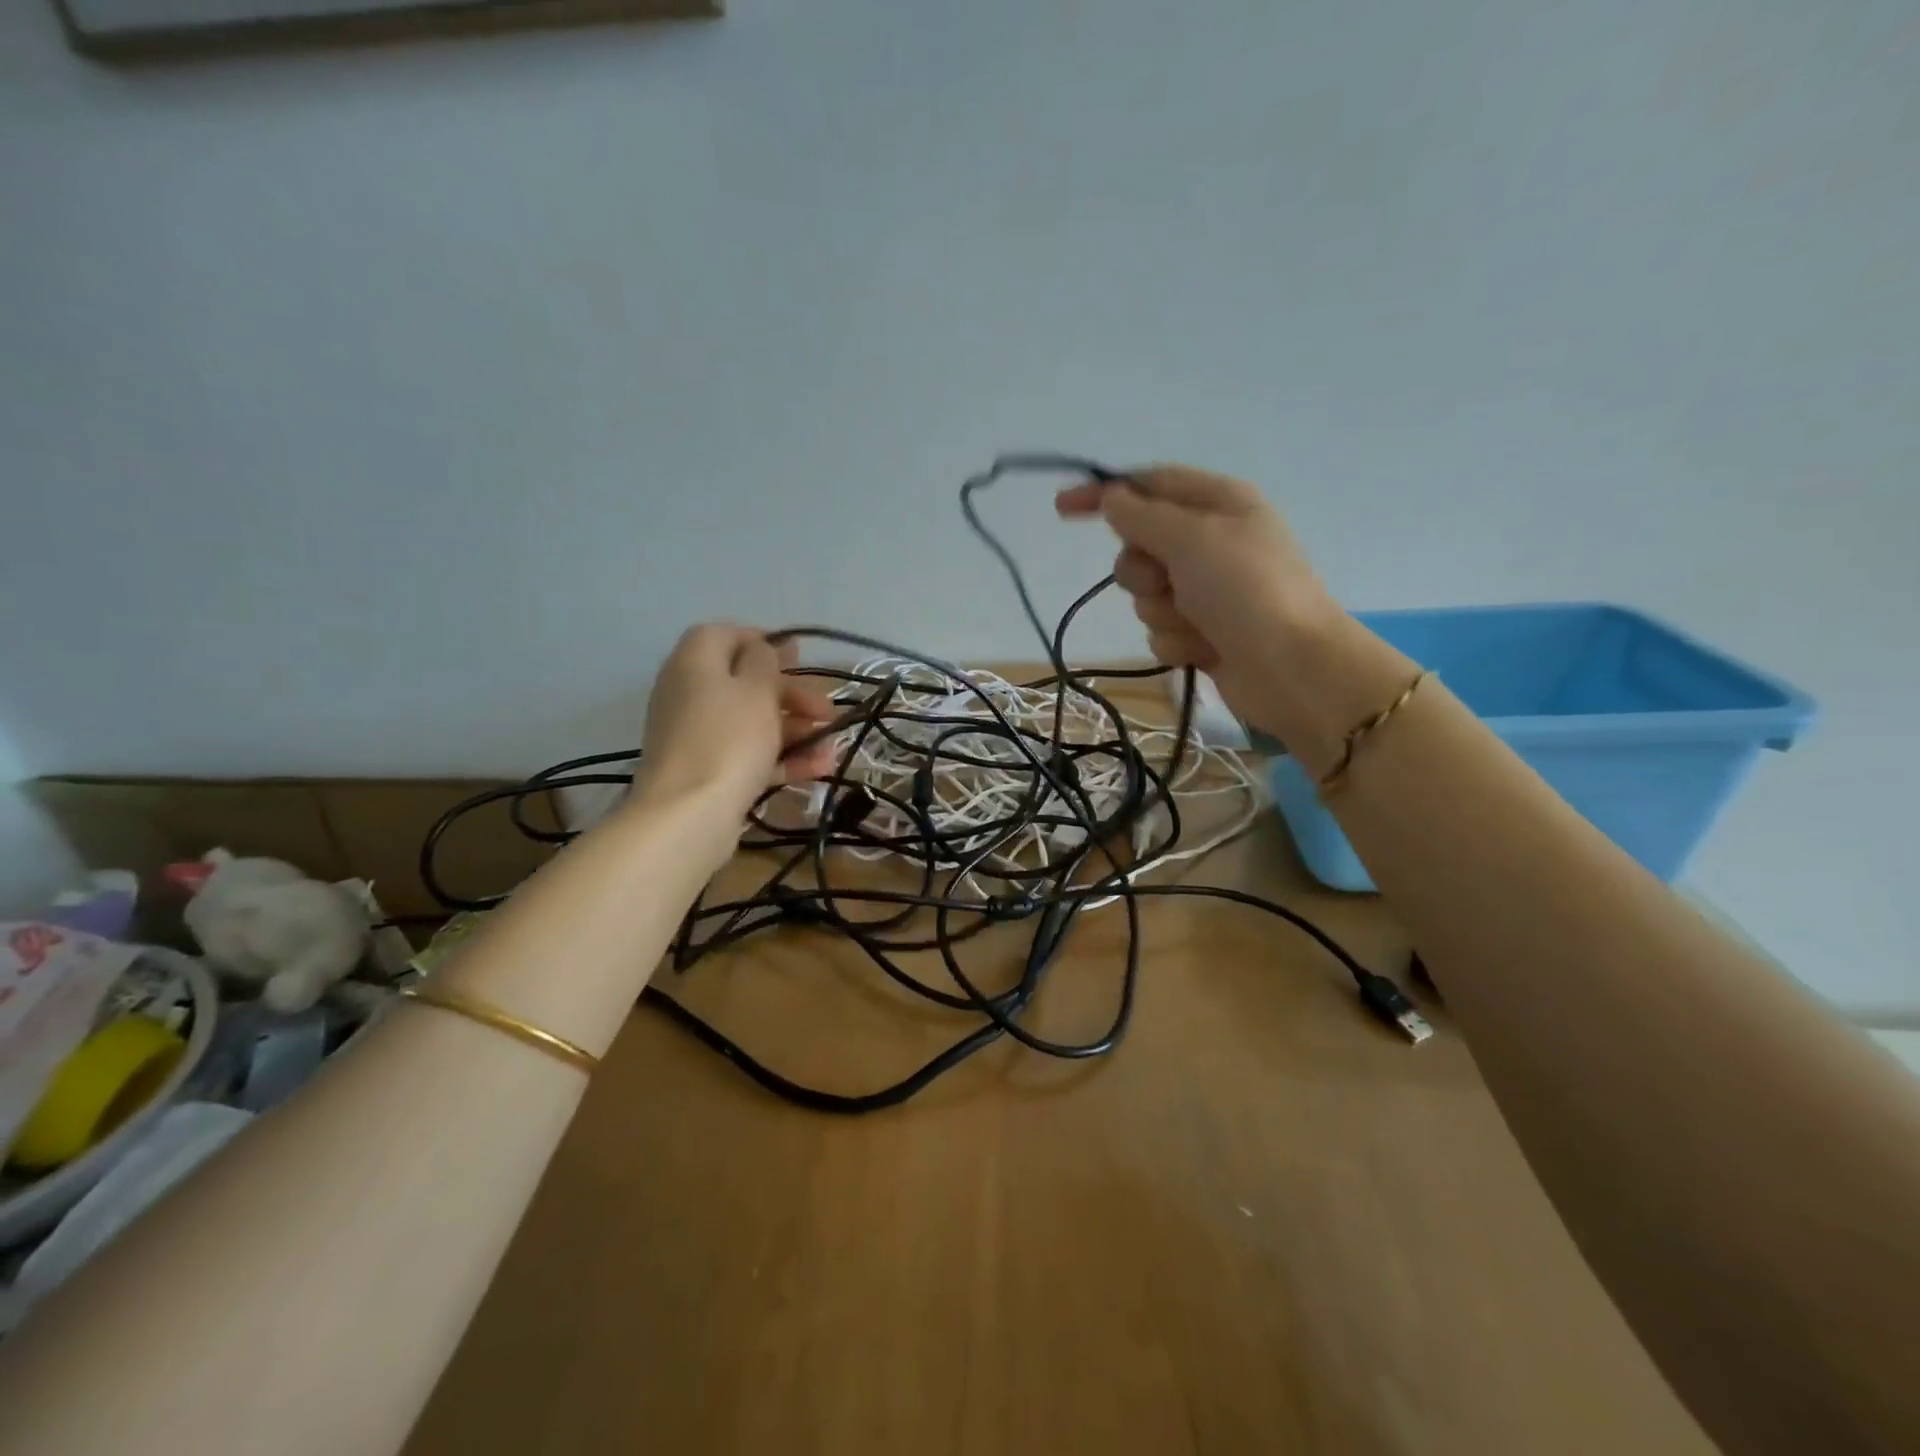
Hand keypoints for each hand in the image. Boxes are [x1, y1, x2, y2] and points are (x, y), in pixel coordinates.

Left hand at [633, 624, 837, 815]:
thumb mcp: (756, 689)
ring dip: (795, 730)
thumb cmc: (728, 739)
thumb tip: (762, 648)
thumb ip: (764, 661)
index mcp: (694, 663)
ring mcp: (697, 736)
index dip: (762, 641)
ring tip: (832, 745)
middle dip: (792, 695)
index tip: (798, 658)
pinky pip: (748, 755)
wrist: (688, 815)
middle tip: (826, 710)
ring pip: (752, 722)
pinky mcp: (707, 772)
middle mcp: (689, 693)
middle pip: (745, 682)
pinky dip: (782, 758)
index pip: (724, 634)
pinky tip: (819, 768)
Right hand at [1055, 466, 1344, 734]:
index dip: (1104, 494)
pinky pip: (1161, 630)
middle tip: (1168, 582)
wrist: (1292, 669)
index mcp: (1218, 503)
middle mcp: (1211, 543)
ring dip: (1162, 611)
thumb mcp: (1191, 538)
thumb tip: (1112, 498)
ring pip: (1146, 594)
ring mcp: (1207, 591)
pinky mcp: (1203, 632)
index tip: (1062, 509)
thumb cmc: (1246, 590)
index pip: (1148, 486)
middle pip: (1140, 546)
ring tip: (1198, 622)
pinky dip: (1177, 640)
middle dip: (1142, 570)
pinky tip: (1204, 649)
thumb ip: (1142, 515)